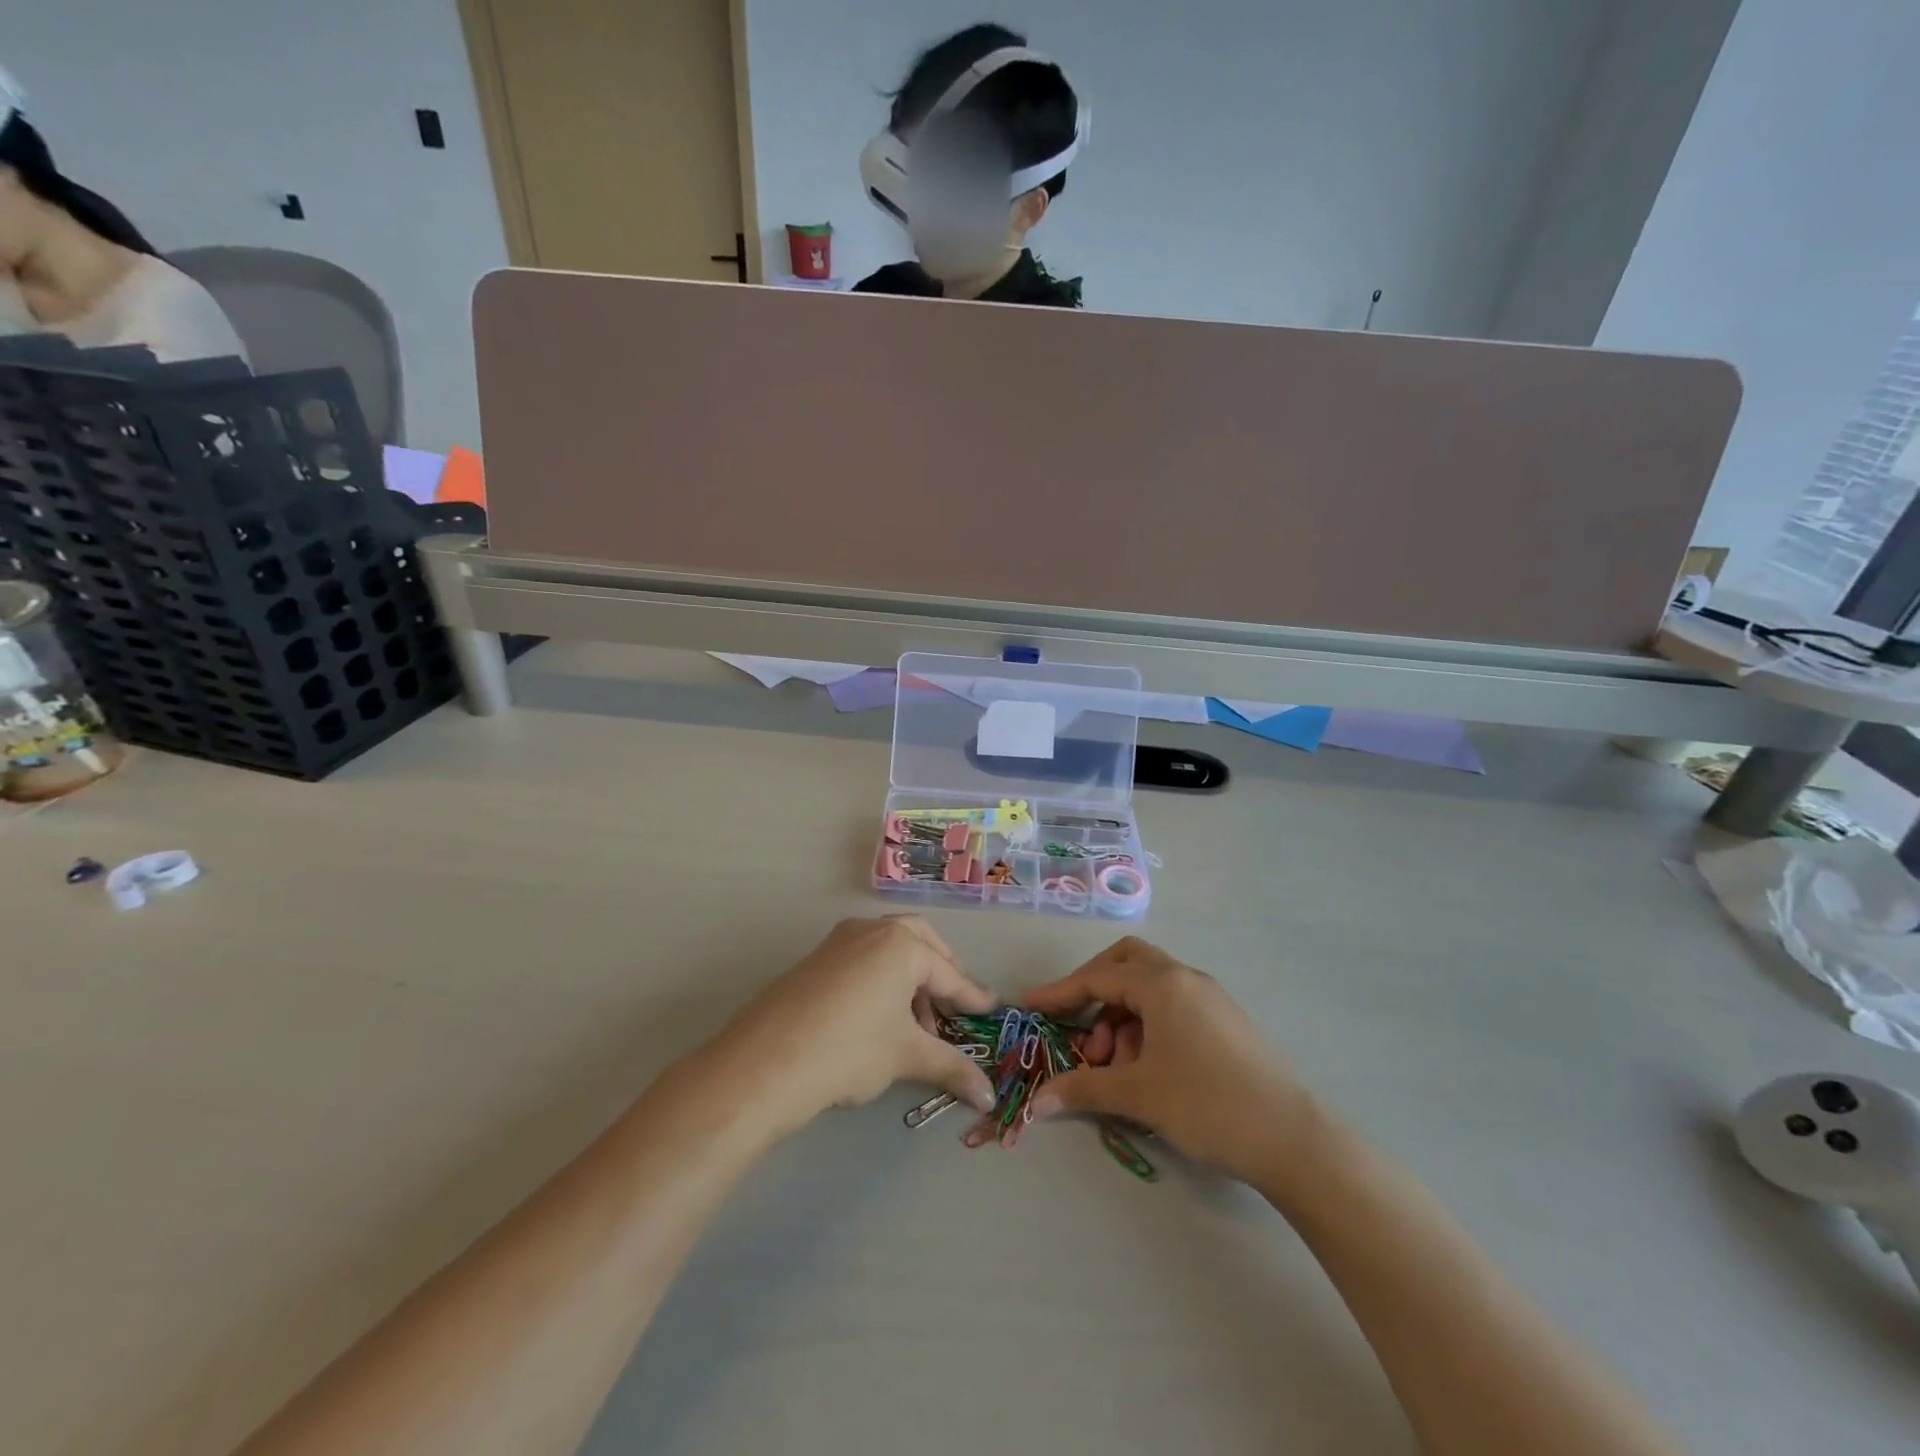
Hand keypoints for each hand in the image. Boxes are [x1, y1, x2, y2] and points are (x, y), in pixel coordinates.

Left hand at [715, 916, 999, 1136]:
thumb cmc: (849, 1050)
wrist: (764, 1064)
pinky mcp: (814, 960)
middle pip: (919, 942)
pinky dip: (880, 980)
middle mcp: (871, 930)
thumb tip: (988, 1095)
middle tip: (950, 1006)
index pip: (949, 974)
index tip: (992, 1010)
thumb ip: (951, 1068)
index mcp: (901, 944)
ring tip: (913, 1026)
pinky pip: (861, 960)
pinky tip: (876, 1019)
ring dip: (909, 979)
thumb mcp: (906, 1056)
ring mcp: (838, 942)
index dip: (972, 998)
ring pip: (887, 949)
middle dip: (940, 972)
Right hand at [1024, 937, 1319, 1183]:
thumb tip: (1038, 1102)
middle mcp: (1185, 978)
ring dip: (1122, 1016)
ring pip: (1150, 987)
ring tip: (1115, 1066)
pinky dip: (1147, 1025)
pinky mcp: (1224, 1020)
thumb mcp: (1139, 1095)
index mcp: (1162, 984)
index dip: (1061, 992)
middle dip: (1095, 989)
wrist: (1292, 1138)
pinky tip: (1146, 1068)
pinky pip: (1172, 1006)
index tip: (1031, 1006)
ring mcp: (1209, 997)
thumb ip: (1084, 1089)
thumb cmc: (1207, 1104)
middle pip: (1127, 962)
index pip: (1098, 977)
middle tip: (1078, 1025)